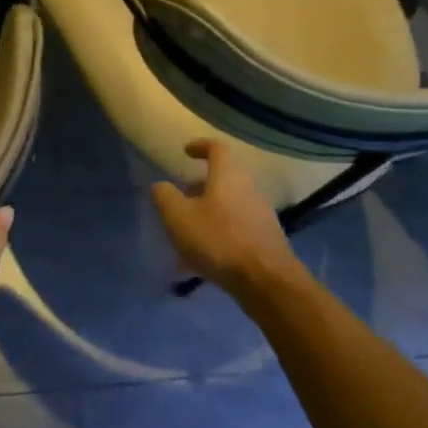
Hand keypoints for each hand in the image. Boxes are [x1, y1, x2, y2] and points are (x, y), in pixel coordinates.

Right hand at [151, 140, 298, 296]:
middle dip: (199, 187)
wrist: (266, 281)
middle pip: (223, 178)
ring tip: (187, 234)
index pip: (216, 148)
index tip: (185, 152)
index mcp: (228, 176)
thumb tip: (161, 186)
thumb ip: (165, 196)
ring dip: (208, 213)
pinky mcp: (266, 239)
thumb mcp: (178, 216)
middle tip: (180, 199)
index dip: (200, 146)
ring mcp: (261, 215)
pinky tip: (203, 259)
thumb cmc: (218, 240)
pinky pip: (236, 228)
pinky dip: (218, 234)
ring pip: (228, 205)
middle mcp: (249, 189)